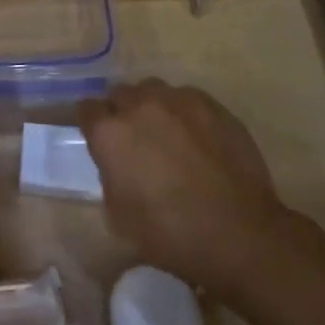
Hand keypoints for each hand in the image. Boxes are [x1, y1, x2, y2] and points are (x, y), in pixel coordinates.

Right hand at [78, 79, 289, 287]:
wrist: (238, 233)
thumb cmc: (170, 233)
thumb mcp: (118, 215)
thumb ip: (110, 176)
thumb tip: (117, 164)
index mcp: (110, 133)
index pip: (86, 109)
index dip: (92, 125)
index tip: (100, 140)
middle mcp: (139, 106)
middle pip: (119, 94)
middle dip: (121, 113)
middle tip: (134, 140)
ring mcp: (178, 101)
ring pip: (153, 90)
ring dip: (152, 107)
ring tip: (166, 133)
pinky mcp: (211, 105)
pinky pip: (186, 98)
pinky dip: (184, 112)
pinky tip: (196, 137)